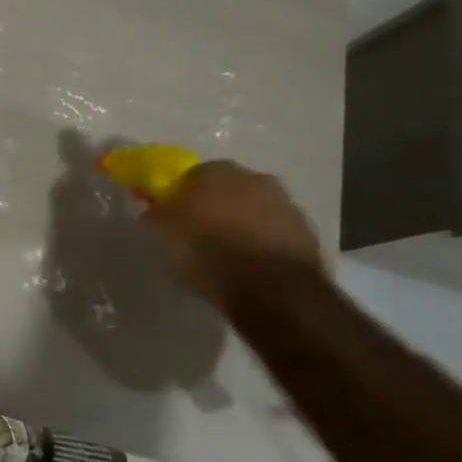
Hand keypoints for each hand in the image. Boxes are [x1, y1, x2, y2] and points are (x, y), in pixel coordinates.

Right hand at [142, 160, 323, 312]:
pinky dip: (262, 246)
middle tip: (200, 234)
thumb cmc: (209, 252)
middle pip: (227, 190)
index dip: (181, 196)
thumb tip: (154, 209)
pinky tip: (251, 268)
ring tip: (227, 256)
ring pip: (254, 211)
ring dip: (242, 226)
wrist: (274, 290)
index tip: (174, 217)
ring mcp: (286, 205)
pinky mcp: (307, 235)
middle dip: (215, 207)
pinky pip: (274, 235)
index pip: (192, 175)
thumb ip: (157, 215)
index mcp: (217, 171)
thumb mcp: (166, 234)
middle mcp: (255, 178)